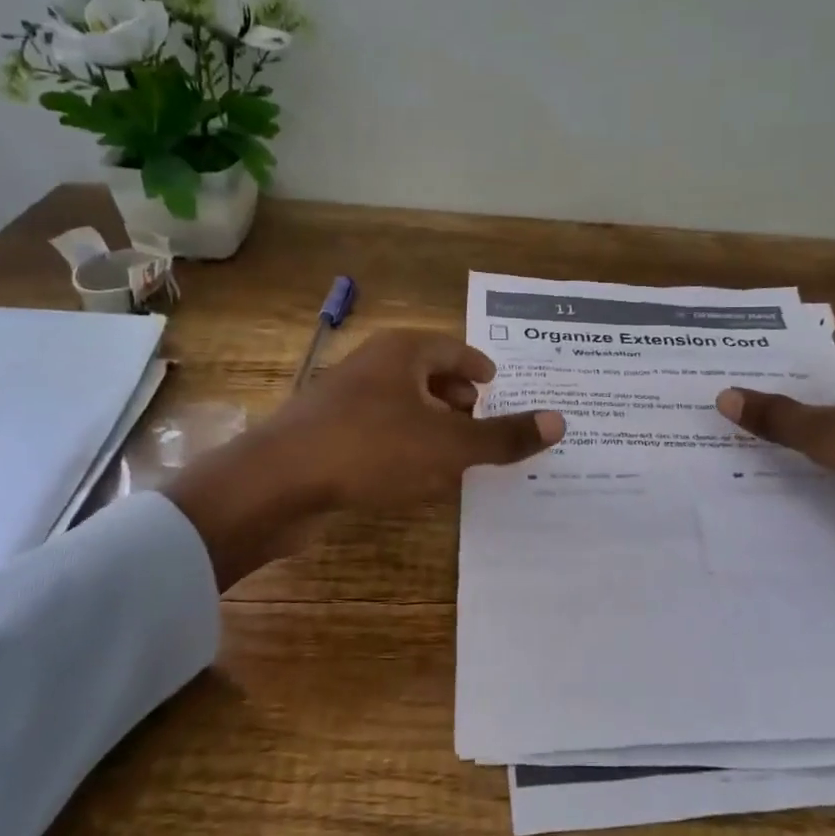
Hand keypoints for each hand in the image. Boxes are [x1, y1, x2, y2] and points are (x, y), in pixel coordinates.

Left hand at [167, 330, 562, 587]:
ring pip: (403, 405)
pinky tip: (415, 476)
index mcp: (404, 352)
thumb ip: (503, 436)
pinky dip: (404, 447)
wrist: (275, 484)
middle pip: (428, 374)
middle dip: (458, 399)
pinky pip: (380, 433)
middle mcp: (373, 366)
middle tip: (485, 425)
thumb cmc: (371, 449)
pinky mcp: (326, 435)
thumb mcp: (449, 446)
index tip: (500, 389)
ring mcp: (344, 400)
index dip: (481, 370)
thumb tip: (559, 421)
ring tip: (458, 454)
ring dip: (432, 426)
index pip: (456, 350)